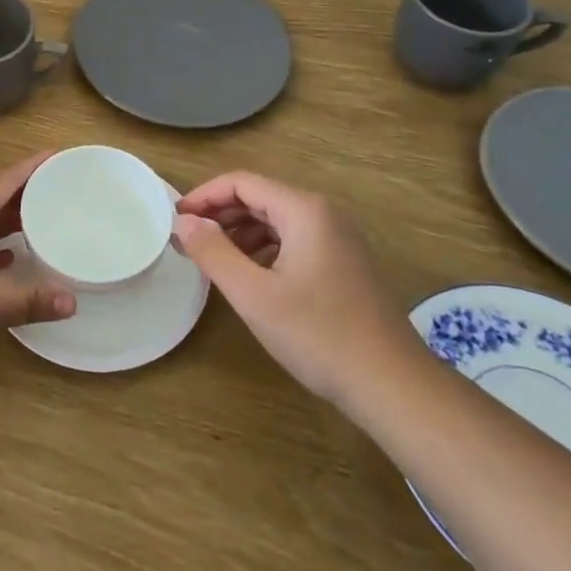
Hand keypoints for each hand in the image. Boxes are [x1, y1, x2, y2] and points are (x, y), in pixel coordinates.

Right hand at [173, 170, 413, 403]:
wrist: (394, 387)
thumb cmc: (319, 336)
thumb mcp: (253, 294)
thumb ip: (213, 252)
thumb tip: (183, 222)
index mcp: (304, 210)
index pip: (241, 182)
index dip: (204, 196)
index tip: (176, 220)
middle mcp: (324, 214)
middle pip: (260, 197)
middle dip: (220, 214)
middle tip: (188, 239)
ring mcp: (339, 239)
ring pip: (277, 220)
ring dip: (240, 233)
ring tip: (212, 259)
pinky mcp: (345, 264)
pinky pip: (294, 240)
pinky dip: (264, 249)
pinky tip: (250, 276)